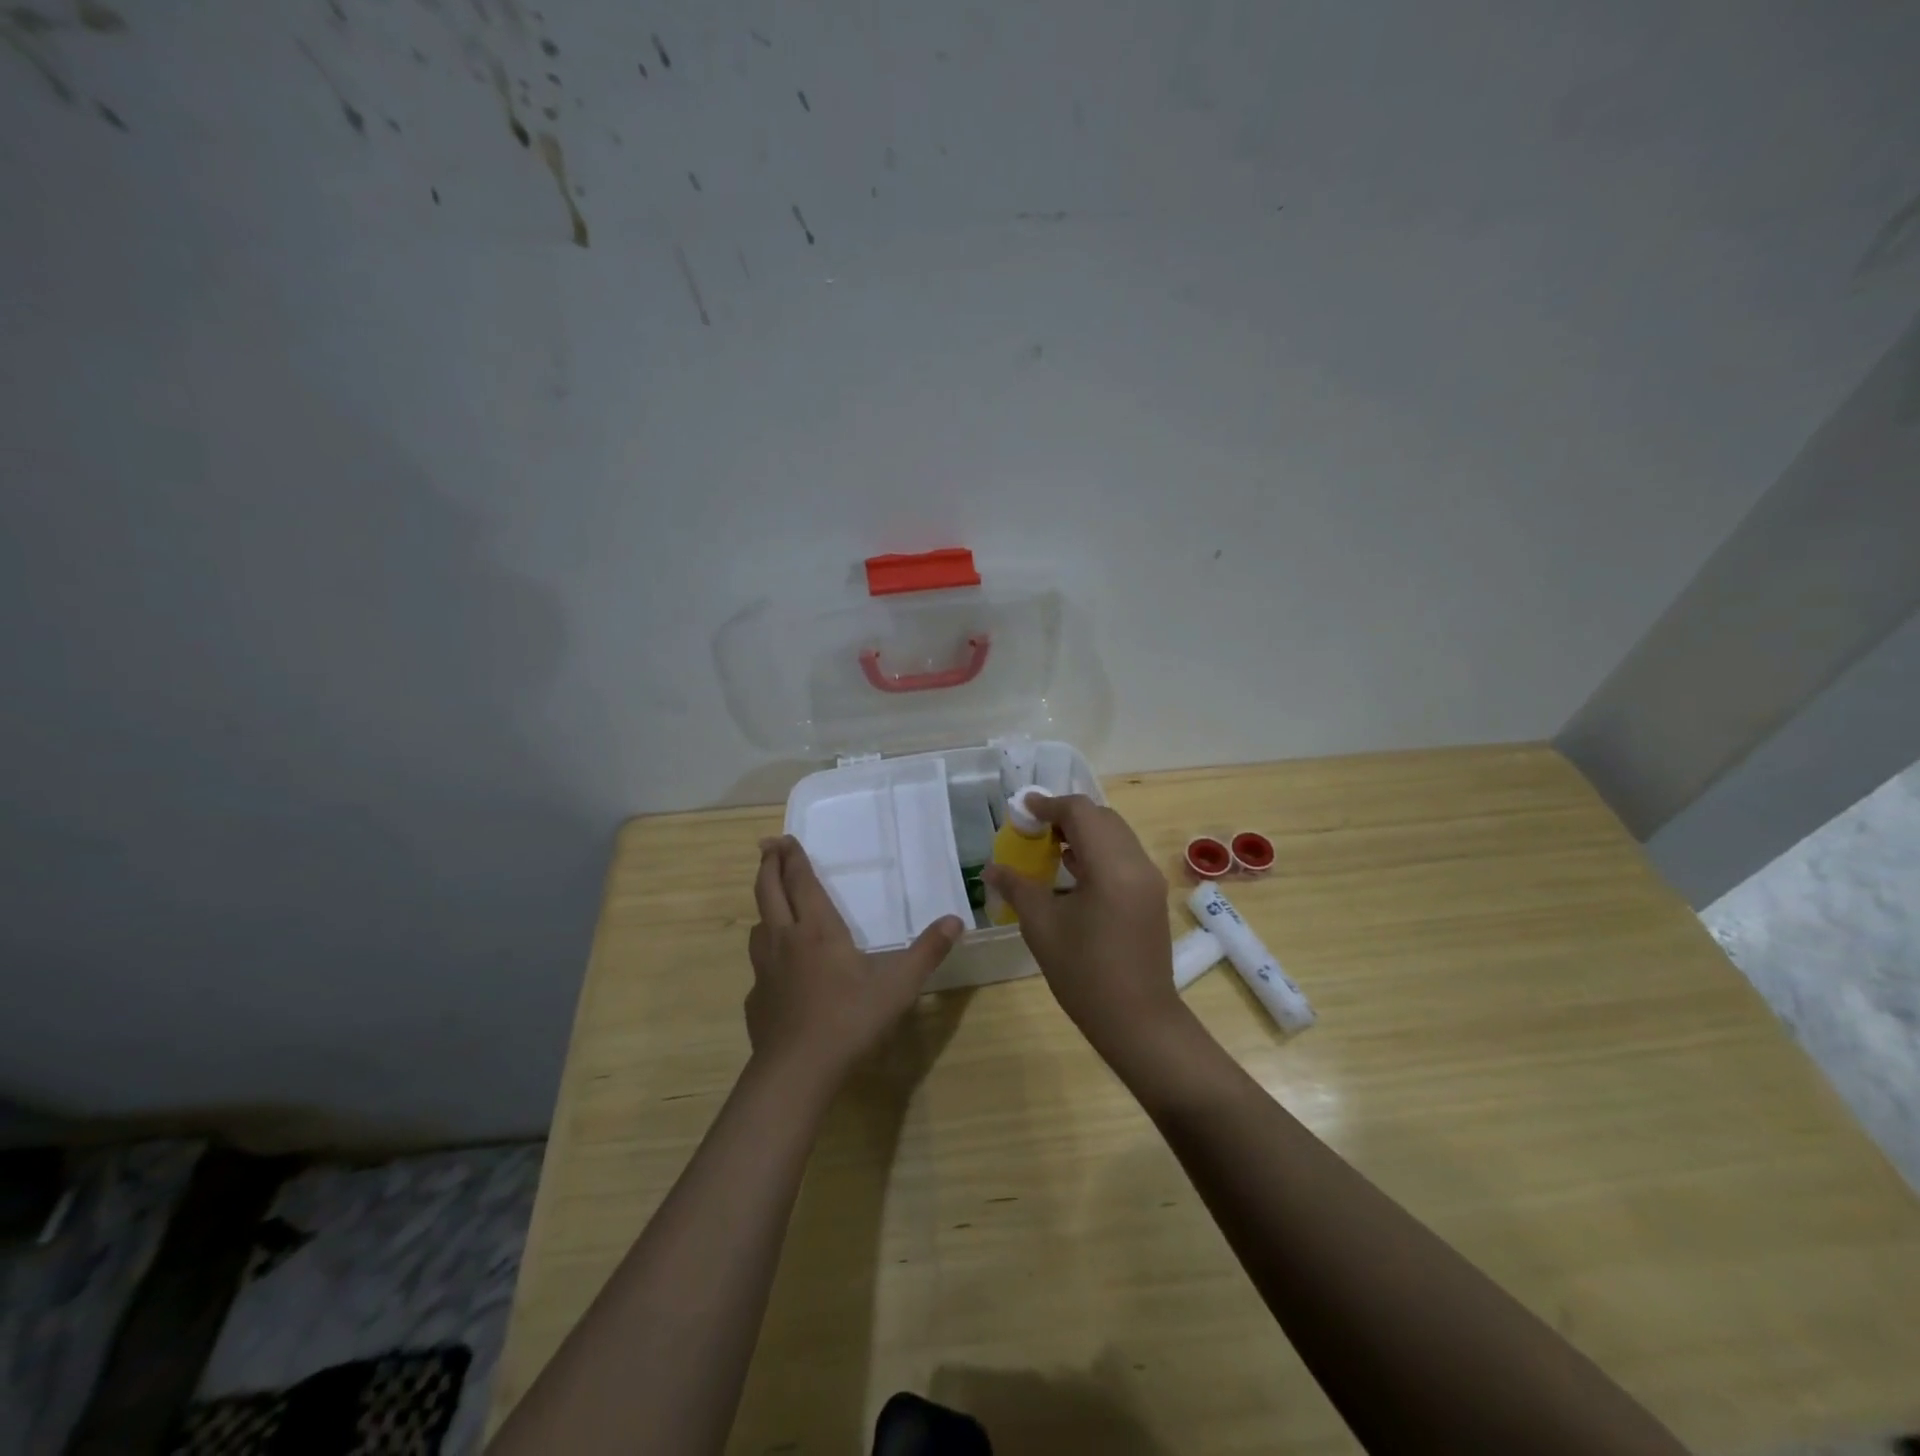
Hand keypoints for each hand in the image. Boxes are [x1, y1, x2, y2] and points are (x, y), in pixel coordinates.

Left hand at [746, 836, 963, 1093]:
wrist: (797, 1071)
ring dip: (764, 907)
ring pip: (758, 926)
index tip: (784, 838)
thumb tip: (955, 920)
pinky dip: (766, 954)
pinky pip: (759, 966)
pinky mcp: (756, 999)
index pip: (801, 882)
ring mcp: (765, 970)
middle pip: (767, 892)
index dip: (793, 858)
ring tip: (773, 904)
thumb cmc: (850, 1019)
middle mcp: (785, 940)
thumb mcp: (899, 985)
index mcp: (817, 930)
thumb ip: (927, 952)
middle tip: (768, 846)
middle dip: (768, 865)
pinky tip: (779, 970)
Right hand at [983, 795, 1179, 1049]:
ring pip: (1115, 836)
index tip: (1021, 809)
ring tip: (1048, 847)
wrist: (1138, 1021)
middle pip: (1102, 818)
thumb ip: (1018, 887)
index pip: (1081, 812)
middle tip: (1033, 828)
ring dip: (1083, 832)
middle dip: (1066, 816)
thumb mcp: (1042, 927)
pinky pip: (1123, 856)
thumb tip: (992, 867)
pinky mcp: (1150, 896)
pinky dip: (1097, 852)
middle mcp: (1137, 864)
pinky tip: (1071, 872)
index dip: (1048, 805)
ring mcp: (1148, 880)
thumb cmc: (1085, 974)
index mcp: (1112, 866)